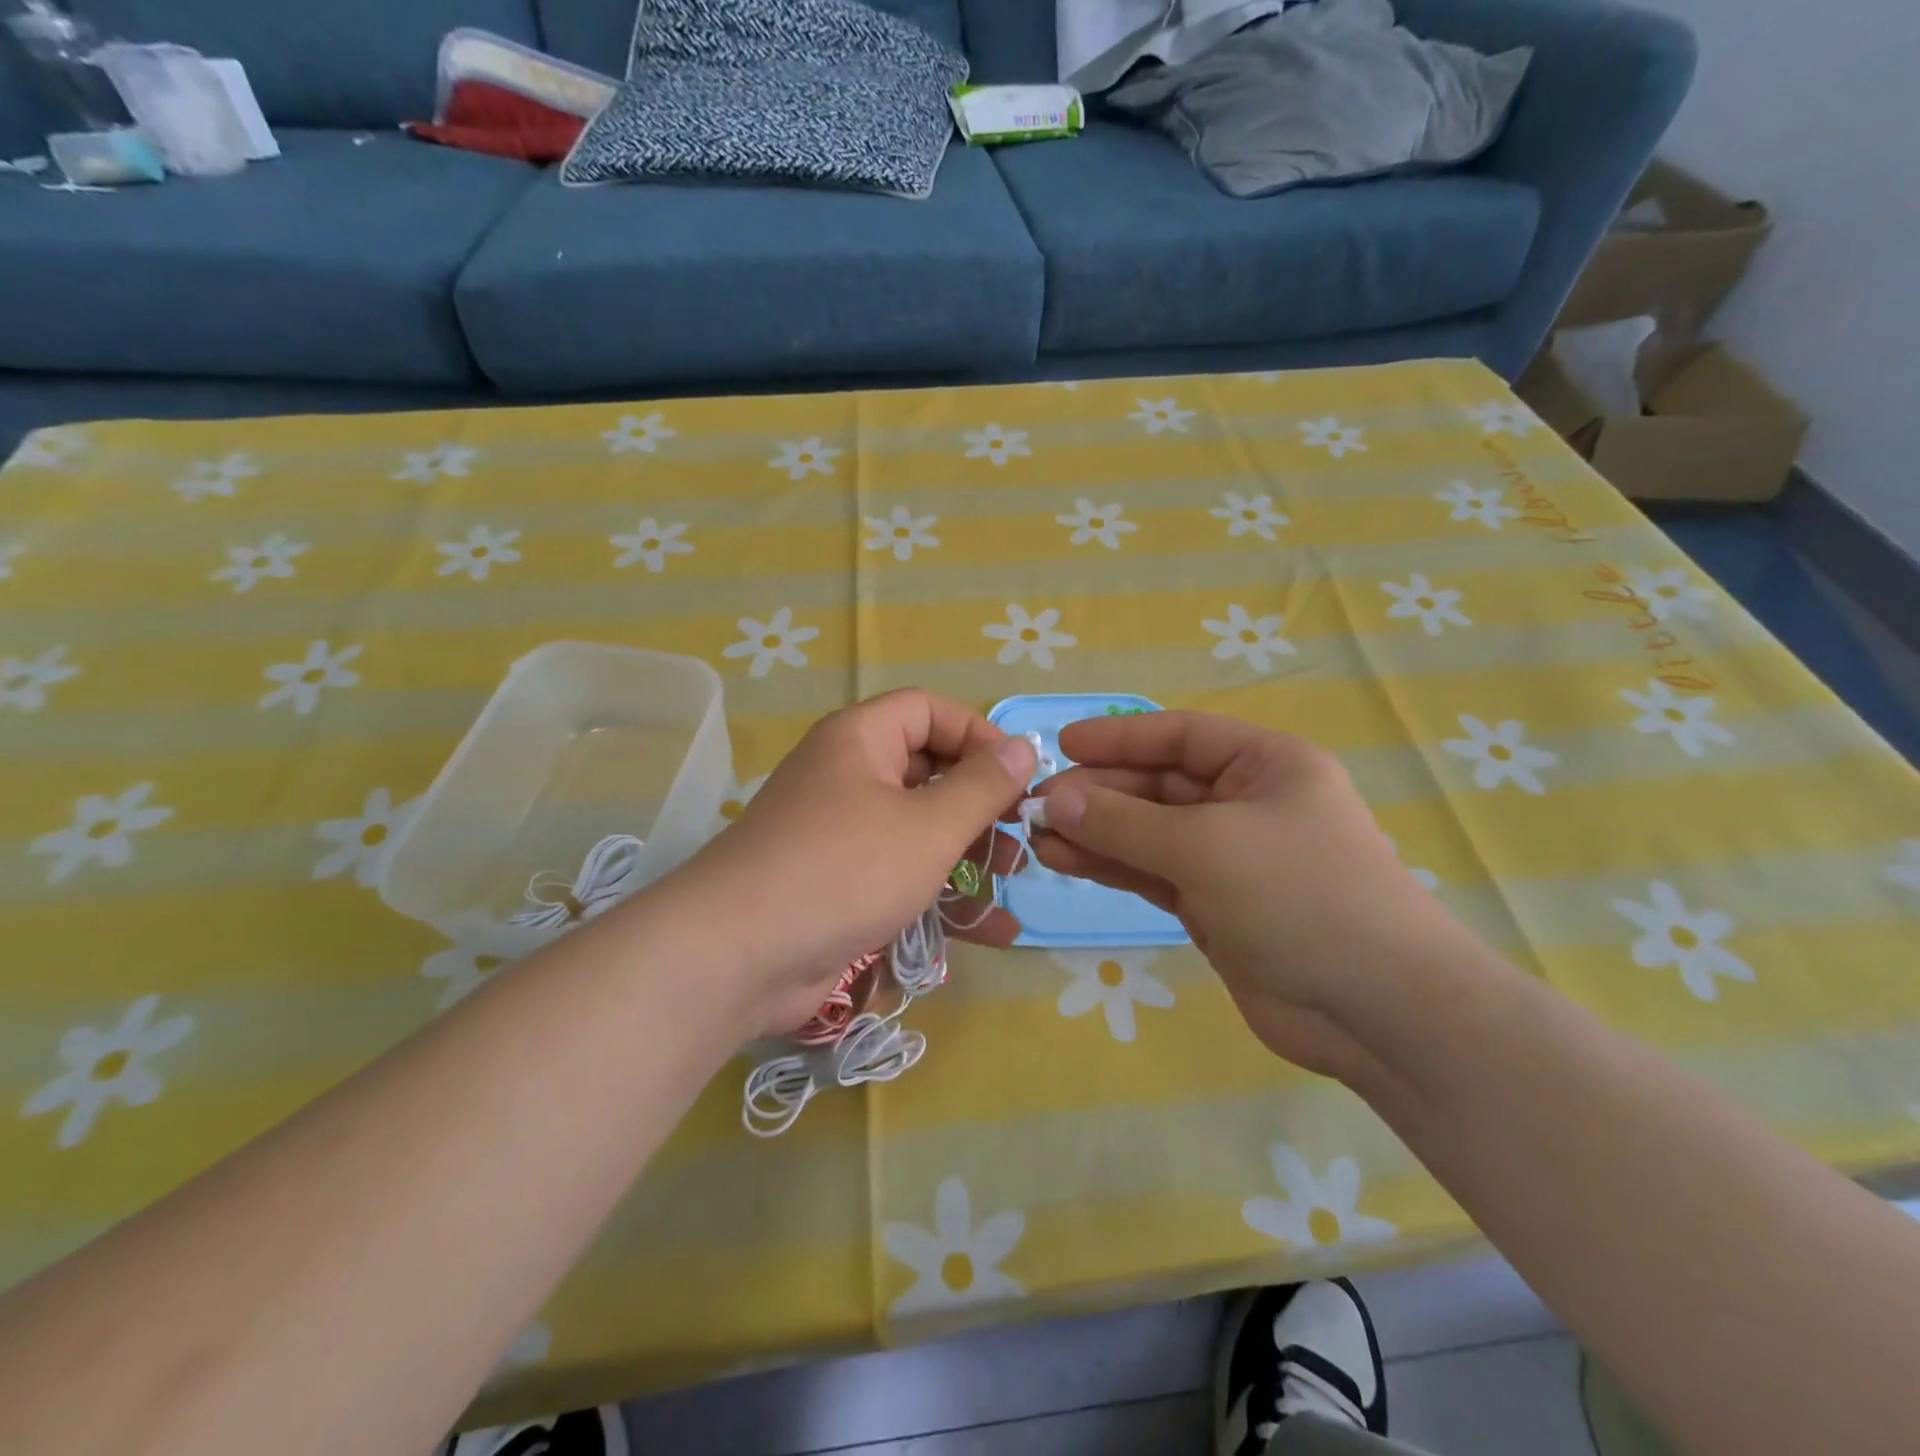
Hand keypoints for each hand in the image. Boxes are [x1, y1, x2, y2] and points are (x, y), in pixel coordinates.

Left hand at [674, 689, 1034, 1037]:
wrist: (737, 956)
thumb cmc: (845, 870)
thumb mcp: (929, 825)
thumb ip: (983, 786)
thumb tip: (1022, 747)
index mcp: (860, 739)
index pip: (929, 710)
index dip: (978, 734)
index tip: (1017, 776)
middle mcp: (847, 776)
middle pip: (926, 769)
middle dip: (979, 802)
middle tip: (1019, 835)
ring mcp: (839, 833)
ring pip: (917, 827)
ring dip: (968, 852)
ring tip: (1011, 879)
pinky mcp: (837, 884)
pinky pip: (899, 873)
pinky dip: (941, 892)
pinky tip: (991, 929)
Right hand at [1032, 711, 1467, 1077]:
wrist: (1375, 1009)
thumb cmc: (1300, 896)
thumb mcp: (1205, 847)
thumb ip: (1123, 822)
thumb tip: (1054, 798)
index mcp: (1265, 765)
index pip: (1180, 736)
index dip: (1119, 737)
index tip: (1062, 745)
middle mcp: (1246, 803)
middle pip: (1158, 785)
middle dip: (1099, 792)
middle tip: (1037, 804)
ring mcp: (1228, 857)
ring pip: (1148, 832)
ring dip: (1095, 831)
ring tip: (1038, 834)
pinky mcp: (1213, 904)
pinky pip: (1151, 872)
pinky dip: (1111, 865)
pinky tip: (1064, 860)